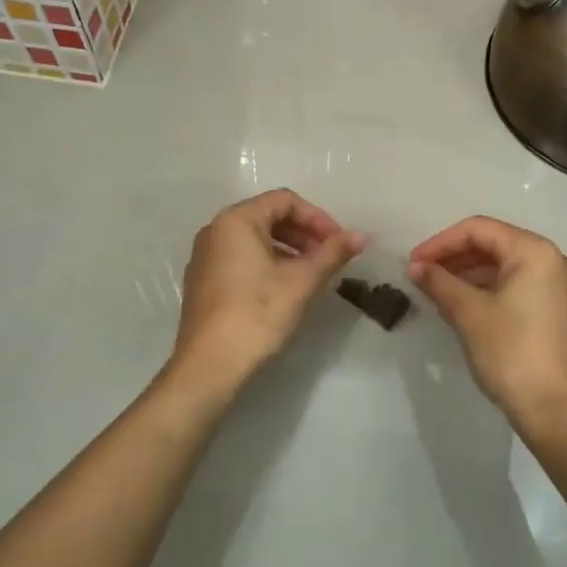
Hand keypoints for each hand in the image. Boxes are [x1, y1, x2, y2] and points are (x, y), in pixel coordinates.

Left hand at [168, 189, 364, 391]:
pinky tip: (286, 289)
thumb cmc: (257, 314)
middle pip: (269, 217)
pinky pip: (241, 259)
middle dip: (304, 234)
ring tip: (313, 275)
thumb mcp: (302, 281)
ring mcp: (206, 257)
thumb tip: (362, 235)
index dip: (318, 218)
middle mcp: (215, 230)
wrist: (209, 366)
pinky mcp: (204, 282)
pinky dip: (268, 264)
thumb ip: (333, 253)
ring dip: (289, 250)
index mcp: (236, 220)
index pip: (285, 201)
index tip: (340, 243)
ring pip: (255, 240)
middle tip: (330, 258)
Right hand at [408, 217, 566, 432]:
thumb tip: (415, 266)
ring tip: (434, 290)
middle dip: (452, 257)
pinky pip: (513, 285)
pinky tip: (459, 304)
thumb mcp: (468, 313)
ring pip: (501, 266)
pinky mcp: (552, 310)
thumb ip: (439, 282)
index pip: (478, 229)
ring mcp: (555, 287)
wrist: (554, 410)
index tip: (413, 263)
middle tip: (420, 275)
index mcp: (534, 251)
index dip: (440, 242)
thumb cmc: (510, 352)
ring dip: (466, 274)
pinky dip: (484, 289)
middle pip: (492, 244)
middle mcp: (550, 260)